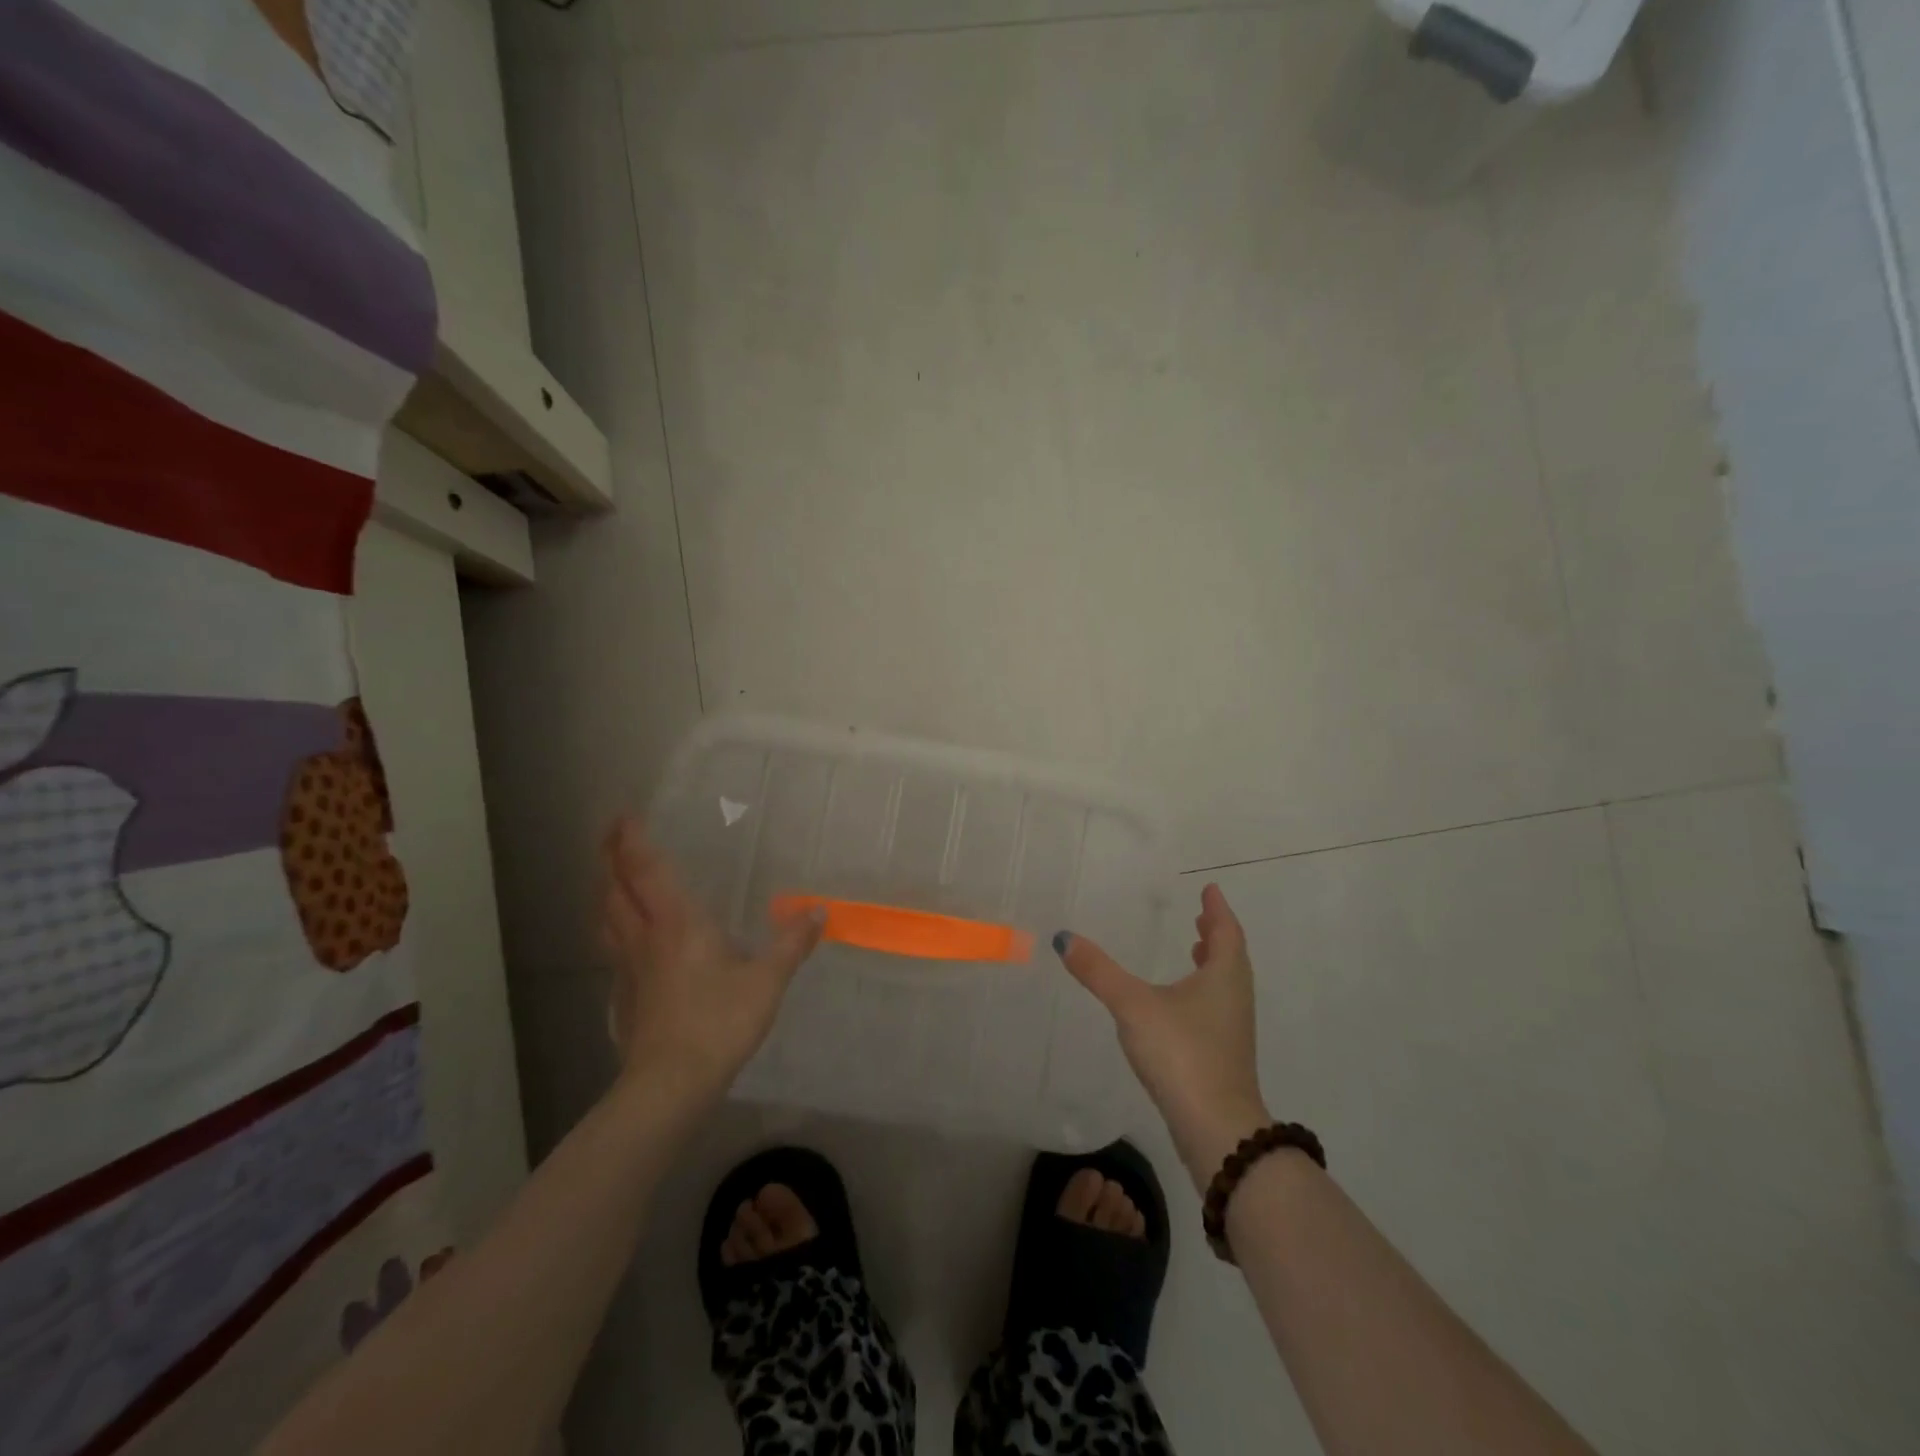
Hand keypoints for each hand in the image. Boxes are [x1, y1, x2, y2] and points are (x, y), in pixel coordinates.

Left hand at [600, 819, 822, 1106]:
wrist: (669, 1083)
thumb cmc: (718, 1022)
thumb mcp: (766, 981)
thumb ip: (791, 944)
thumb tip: (819, 911)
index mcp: (676, 923)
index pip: (646, 871)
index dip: (632, 841)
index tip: (623, 815)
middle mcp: (644, 937)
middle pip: (614, 890)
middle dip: (609, 859)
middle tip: (610, 837)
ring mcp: (628, 968)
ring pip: (606, 919)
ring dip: (605, 892)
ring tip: (610, 880)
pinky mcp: (623, 996)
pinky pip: (612, 949)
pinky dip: (612, 930)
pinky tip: (625, 941)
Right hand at [1057, 884, 1270, 1191]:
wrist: (1216, 1128)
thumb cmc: (1181, 1053)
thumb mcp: (1133, 1005)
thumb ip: (1098, 971)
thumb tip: (1064, 937)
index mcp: (1224, 976)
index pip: (1226, 931)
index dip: (1217, 909)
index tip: (1210, 891)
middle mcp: (1234, 997)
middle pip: (1230, 956)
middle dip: (1215, 934)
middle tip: (1201, 917)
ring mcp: (1232, 1029)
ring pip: (1225, 983)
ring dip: (1211, 963)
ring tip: (1194, 950)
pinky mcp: (1224, 1055)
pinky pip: (1217, 1006)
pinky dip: (1203, 990)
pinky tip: (1181, 1003)